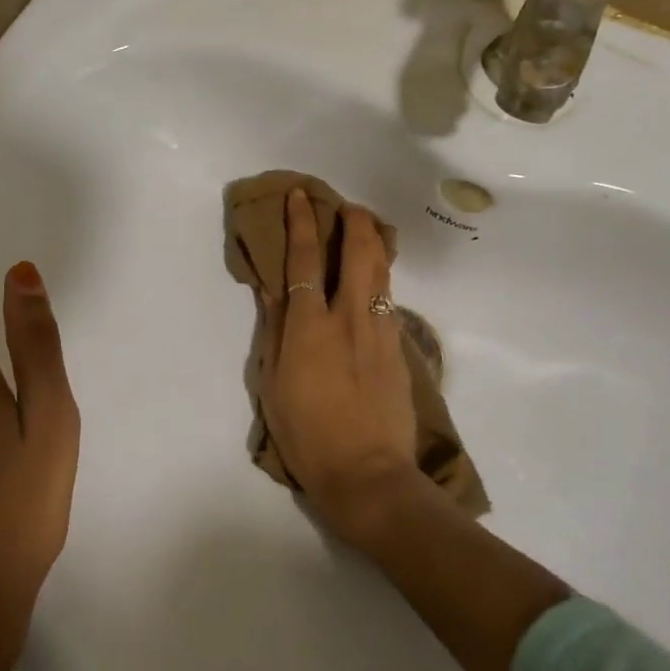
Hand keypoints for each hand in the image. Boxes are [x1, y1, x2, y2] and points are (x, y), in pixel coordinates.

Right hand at [258, 188, 418, 536]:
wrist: (368, 474)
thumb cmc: (307, 434)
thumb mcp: (273, 383)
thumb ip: (274, 330)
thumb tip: (270, 289)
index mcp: (309, 326)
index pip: (304, 260)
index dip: (301, 223)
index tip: (301, 196)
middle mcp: (348, 317)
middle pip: (358, 251)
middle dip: (353, 219)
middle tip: (346, 206)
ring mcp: (380, 331)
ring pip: (381, 271)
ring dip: (372, 243)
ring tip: (364, 231)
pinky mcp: (399, 348)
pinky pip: (388, 300)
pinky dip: (379, 280)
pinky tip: (373, 283)